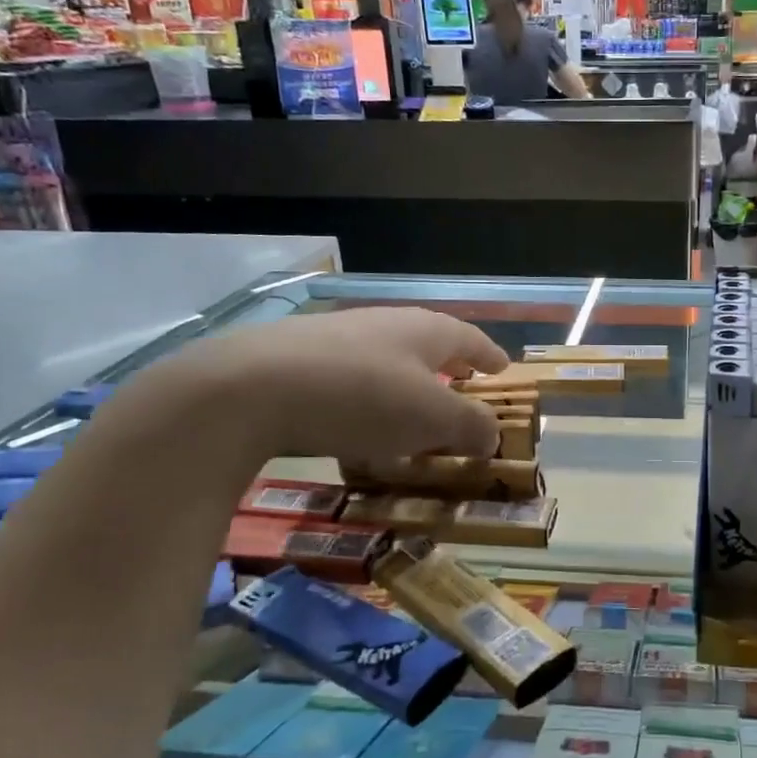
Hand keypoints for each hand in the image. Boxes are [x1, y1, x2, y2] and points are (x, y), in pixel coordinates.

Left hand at [175, 307, 509, 464]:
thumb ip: (470, 425)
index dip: (489, 356)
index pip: (470, 338)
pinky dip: (365, 400)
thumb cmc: (363, 397)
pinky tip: (354, 428)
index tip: (504, 369)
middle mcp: (384, 324)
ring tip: (410, 416)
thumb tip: (493, 433)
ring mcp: (337, 338)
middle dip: (447, 367)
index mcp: (424, 330)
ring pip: (385, 360)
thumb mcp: (432, 418)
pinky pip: (349, 379)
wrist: (251, 388)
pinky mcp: (297, 359)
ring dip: (405, 386)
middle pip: (427, 344)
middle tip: (461, 388)